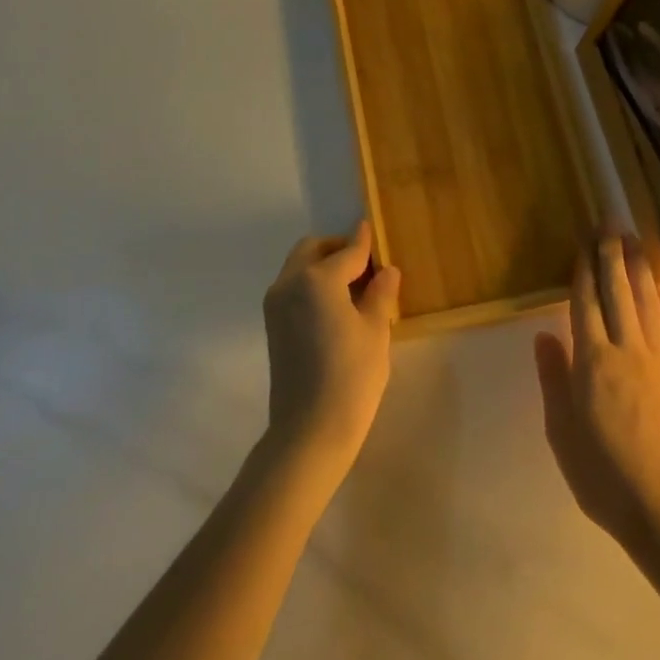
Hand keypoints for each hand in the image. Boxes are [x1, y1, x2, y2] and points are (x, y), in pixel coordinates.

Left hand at [263, 222, 399, 478]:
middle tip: (366, 264)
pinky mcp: (273, 324)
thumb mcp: (375, 331)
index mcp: (317, 278)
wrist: (309, 431)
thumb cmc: (351, 377)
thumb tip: (386, 271)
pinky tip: (336, 305)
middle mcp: (289, 283)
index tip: (372, 229)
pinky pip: (293, 287)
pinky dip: (312, 283)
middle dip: (337, 249)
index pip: (347, 252)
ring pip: (299, 266)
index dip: (364, 242)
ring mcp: (276, 304)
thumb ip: (380, 294)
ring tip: (354, 286)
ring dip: (323, 265)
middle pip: (313, 250)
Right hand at [534, 235, 659, 555]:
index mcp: (591, 362)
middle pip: (616, 292)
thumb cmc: (603, 476)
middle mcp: (624, 351)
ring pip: (645, 302)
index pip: (585, 303)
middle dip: (611, 255)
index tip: (583, 241)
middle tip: (610, 222)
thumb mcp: (562, 432)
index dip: (583, 270)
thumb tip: (544, 334)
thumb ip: (553, 379)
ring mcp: (656, 361)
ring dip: (638, 267)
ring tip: (635, 239)